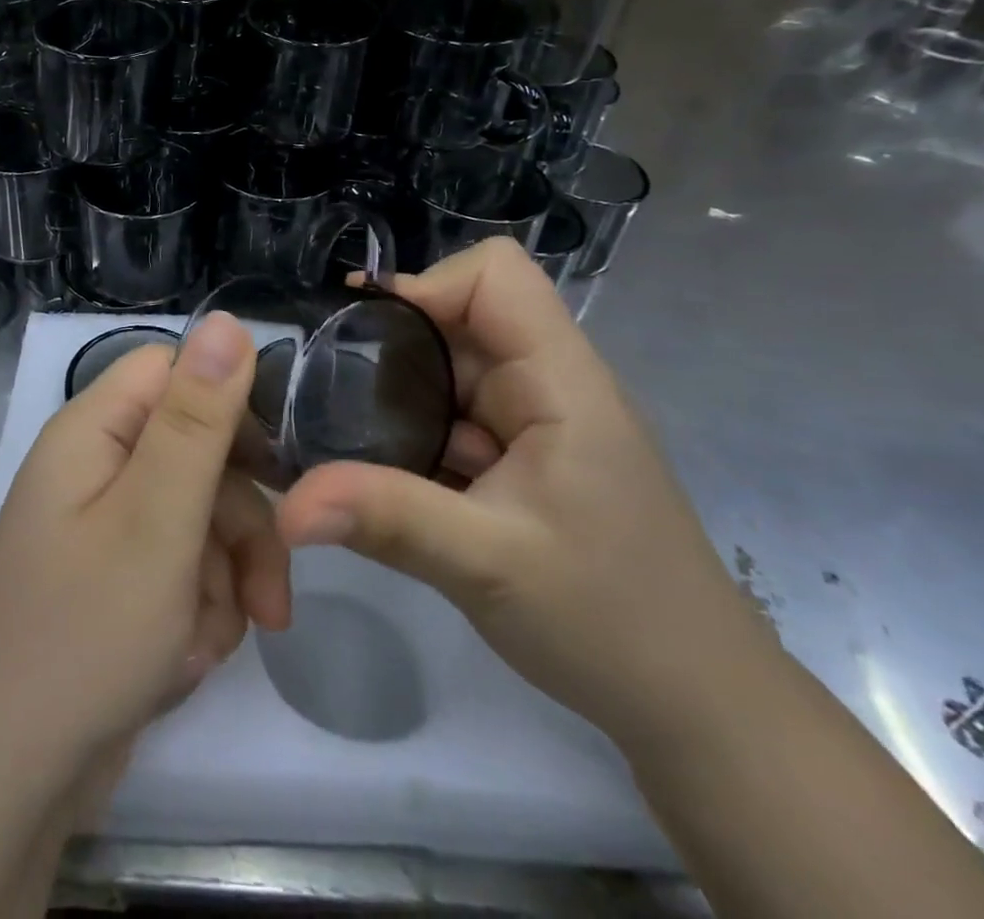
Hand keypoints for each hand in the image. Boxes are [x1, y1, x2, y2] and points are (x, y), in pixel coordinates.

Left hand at [0, 312, 291, 783]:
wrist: (7, 783)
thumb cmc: (83, 637)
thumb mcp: (156, 520)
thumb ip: (196, 419)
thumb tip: (226, 318)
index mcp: (92, 432)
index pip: (175, 374)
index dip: (229, 409)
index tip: (277, 471)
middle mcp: (93, 468)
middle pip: (196, 453)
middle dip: (239, 525)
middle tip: (269, 601)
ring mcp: (101, 528)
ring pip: (197, 519)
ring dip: (222, 580)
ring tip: (210, 645)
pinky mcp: (113, 581)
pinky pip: (178, 570)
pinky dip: (196, 612)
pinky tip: (184, 663)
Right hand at [275, 238, 769, 745]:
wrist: (696, 707)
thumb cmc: (612, 622)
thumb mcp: (486, 565)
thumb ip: (386, 518)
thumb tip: (287, 506)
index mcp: (560, 381)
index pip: (495, 276)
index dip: (427, 285)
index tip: (363, 334)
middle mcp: (547, 385)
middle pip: (458, 319)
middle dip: (390, 347)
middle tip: (324, 391)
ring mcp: (535, 424)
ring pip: (448, 371)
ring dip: (395, 396)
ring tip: (338, 433)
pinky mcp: (522, 459)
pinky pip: (453, 418)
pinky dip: (411, 434)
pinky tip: (379, 473)